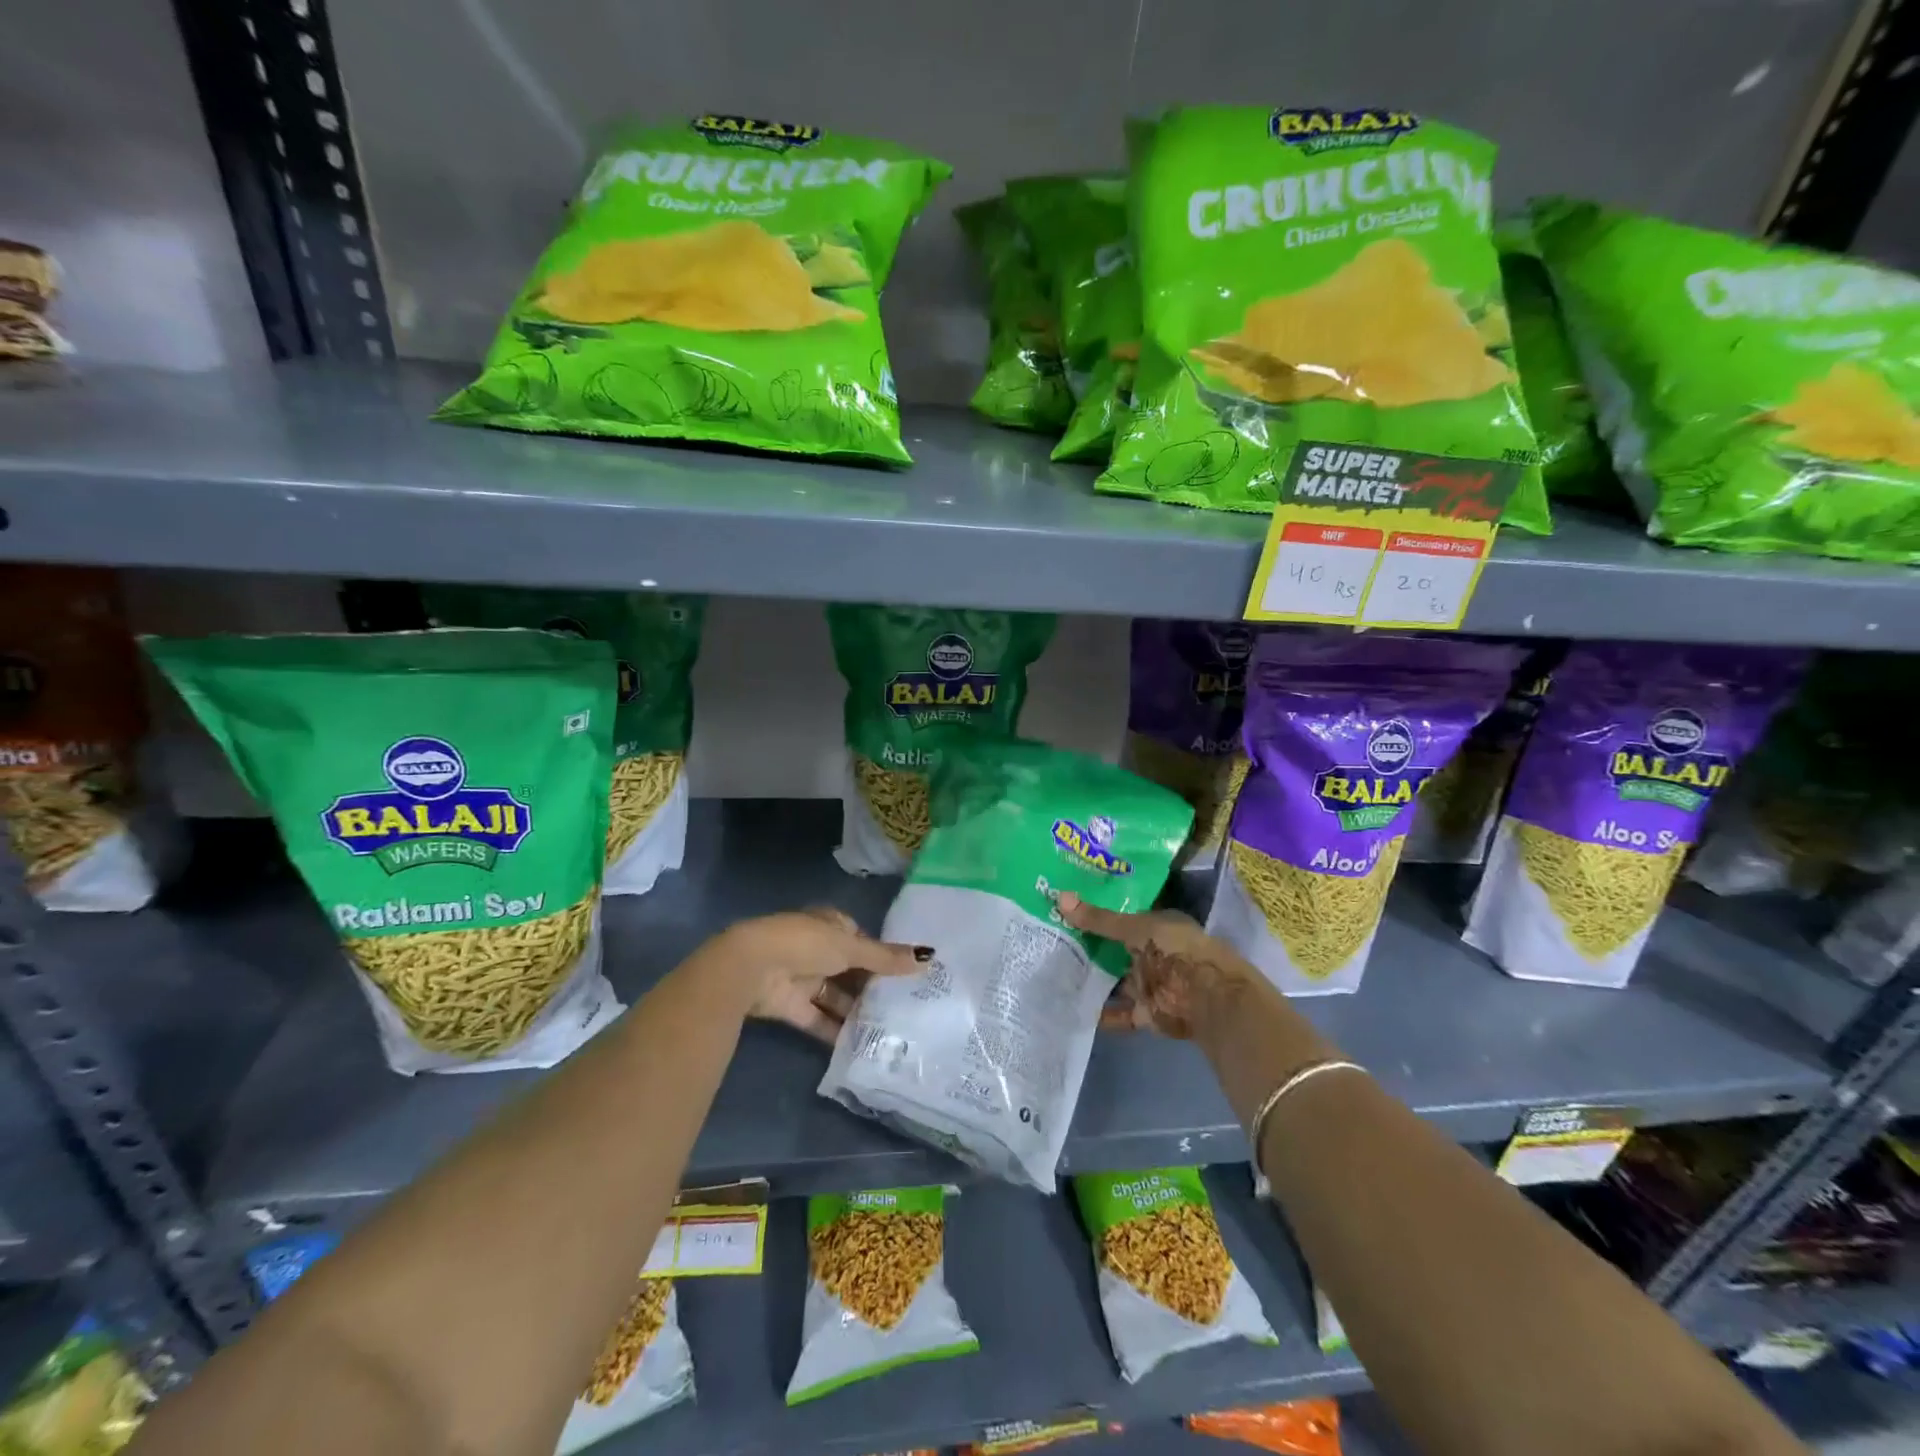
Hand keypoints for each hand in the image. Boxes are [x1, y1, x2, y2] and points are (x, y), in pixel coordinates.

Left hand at [713, 907, 928, 1043]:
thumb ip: (886, 957)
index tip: (906, 975)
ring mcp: (802, 977)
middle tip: (904, 1007)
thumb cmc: (805, 944)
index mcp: (829, 925)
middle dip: (871, 987)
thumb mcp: (851, 947)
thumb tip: (929, 957)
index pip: (860, 939)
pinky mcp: (790, 1006)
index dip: (881, 955)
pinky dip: (835, 1031)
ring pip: (835, 996)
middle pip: (850, 969)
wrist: (750, 968)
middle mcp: (816, 949)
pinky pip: (819, 1019)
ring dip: (856, 1011)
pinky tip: (860, 1046)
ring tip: (889, 1031)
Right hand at [1057, 893, 1257, 1041]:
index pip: (1120, 918)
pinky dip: (1100, 1013)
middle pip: (1114, 950)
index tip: (1062, 911)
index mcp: (1155, 926)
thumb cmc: (1175, 950)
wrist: (1208, 998)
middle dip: (1086, 948)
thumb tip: (1059, 897)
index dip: (1094, 914)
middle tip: (1047, 940)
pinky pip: (1118, 1013)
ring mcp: (1149, 984)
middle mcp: (1152, 953)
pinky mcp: (1146, 1013)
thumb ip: (1099, 919)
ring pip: (1113, 981)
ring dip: (1090, 980)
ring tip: (1050, 974)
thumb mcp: (1135, 927)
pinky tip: (1070, 1008)